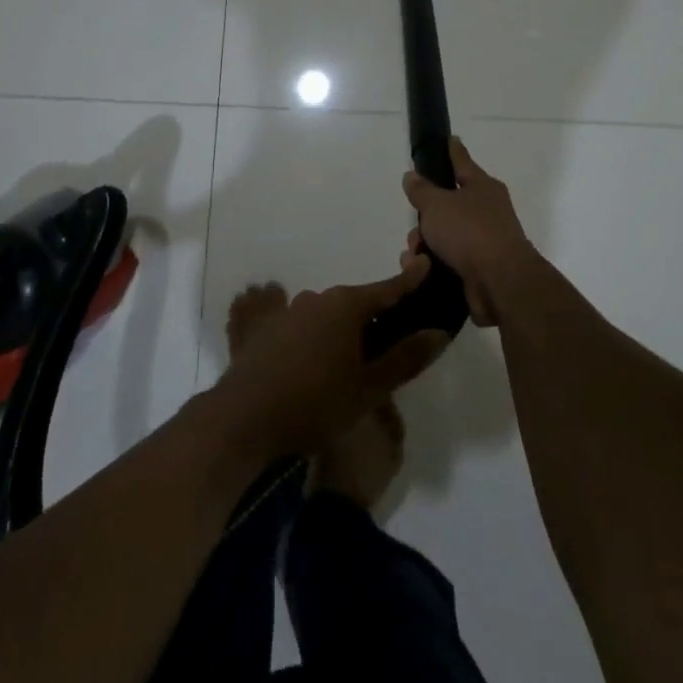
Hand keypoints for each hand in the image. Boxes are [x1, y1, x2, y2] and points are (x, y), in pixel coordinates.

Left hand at [213, 261, 447, 459]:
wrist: (244, 418)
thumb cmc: (316, 402)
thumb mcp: (369, 387)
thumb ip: (405, 358)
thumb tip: (438, 333)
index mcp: (345, 306)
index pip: (387, 290)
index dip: (409, 281)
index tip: (425, 264)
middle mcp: (316, 299)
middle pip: (355, 304)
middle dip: (374, 319)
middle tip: (390, 345)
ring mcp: (287, 312)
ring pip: (326, 316)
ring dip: (342, 332)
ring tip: (349, 364)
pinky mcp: (264, 329)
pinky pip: (299, 327)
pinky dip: (313, 338)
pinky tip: (313, 360)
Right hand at [400, 136, 540, 326]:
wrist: (500, 283)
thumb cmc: (469, 232)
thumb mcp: (437, 205)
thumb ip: (421, 190)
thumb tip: (412, 176)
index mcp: (482, 186)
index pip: (462, 161)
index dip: (452, 150)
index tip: (449, 138)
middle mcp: (486, 210)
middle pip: (446, 204)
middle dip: (424, 217)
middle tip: (415, 228)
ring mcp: (484, 240)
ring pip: (444, 234)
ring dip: (424, 243)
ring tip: (415, 257)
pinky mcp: (478, 268)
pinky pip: (448, 259)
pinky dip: (432, 263)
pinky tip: (419, 270)